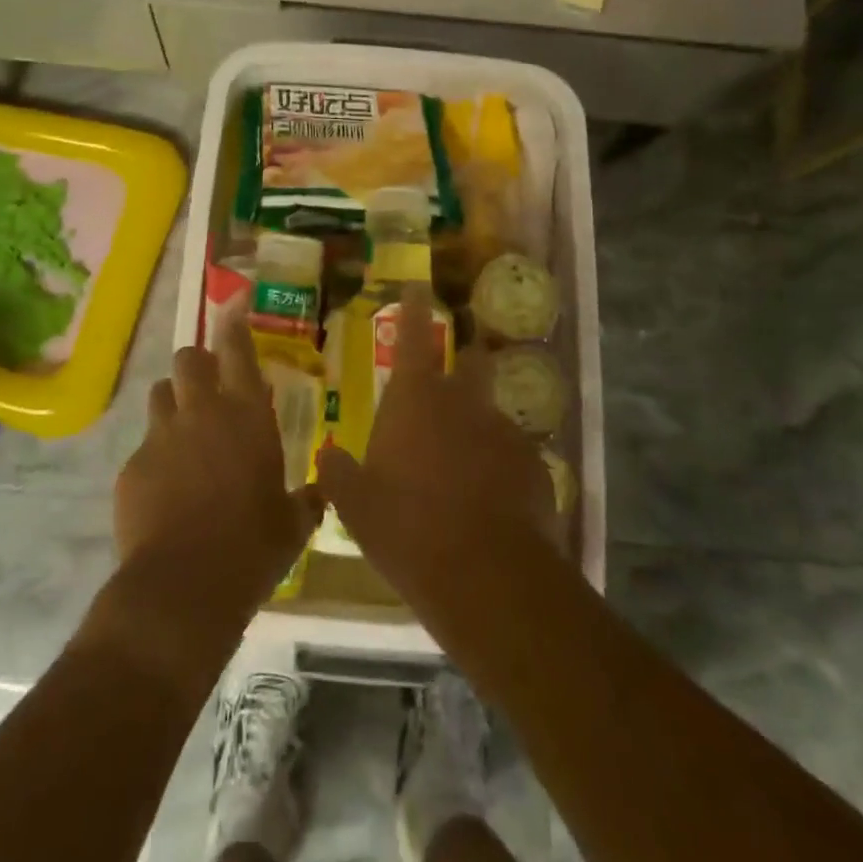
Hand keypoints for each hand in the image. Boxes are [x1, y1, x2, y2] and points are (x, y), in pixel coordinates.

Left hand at [113, 303, 321, 627]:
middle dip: (197, 364)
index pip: (237, 349)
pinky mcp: (132, 465)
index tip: (232, 304)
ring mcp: (161, 436)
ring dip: (172, 403)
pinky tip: (163, 491)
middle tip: (206, 387)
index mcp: (247, 416)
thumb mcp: (292, 525)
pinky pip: (143, 446)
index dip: (234, 323)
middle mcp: (202, 413)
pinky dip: (154, 456)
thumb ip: (306, 499)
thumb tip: (320, 491)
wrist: (185, 586)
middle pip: (188, 358)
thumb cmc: (253, 548)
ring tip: (182, 433)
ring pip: (159, 394)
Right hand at [315, 285, 555, 618]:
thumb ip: (338, 472)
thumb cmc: (408, 528)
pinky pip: (511, 454)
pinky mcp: (533, 467)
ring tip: (464, 458)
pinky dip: (498, 463)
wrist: (487, 576)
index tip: (419, 285)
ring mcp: (503, 433)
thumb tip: (328, 455)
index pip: (415, 336)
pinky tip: (488, 498)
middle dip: (463, 357)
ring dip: (478, 422)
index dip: (416, 307)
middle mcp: (463, 403)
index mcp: (416, 399)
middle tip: (451, 370)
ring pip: (490, 411)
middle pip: (469, 361)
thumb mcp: (356, 504)